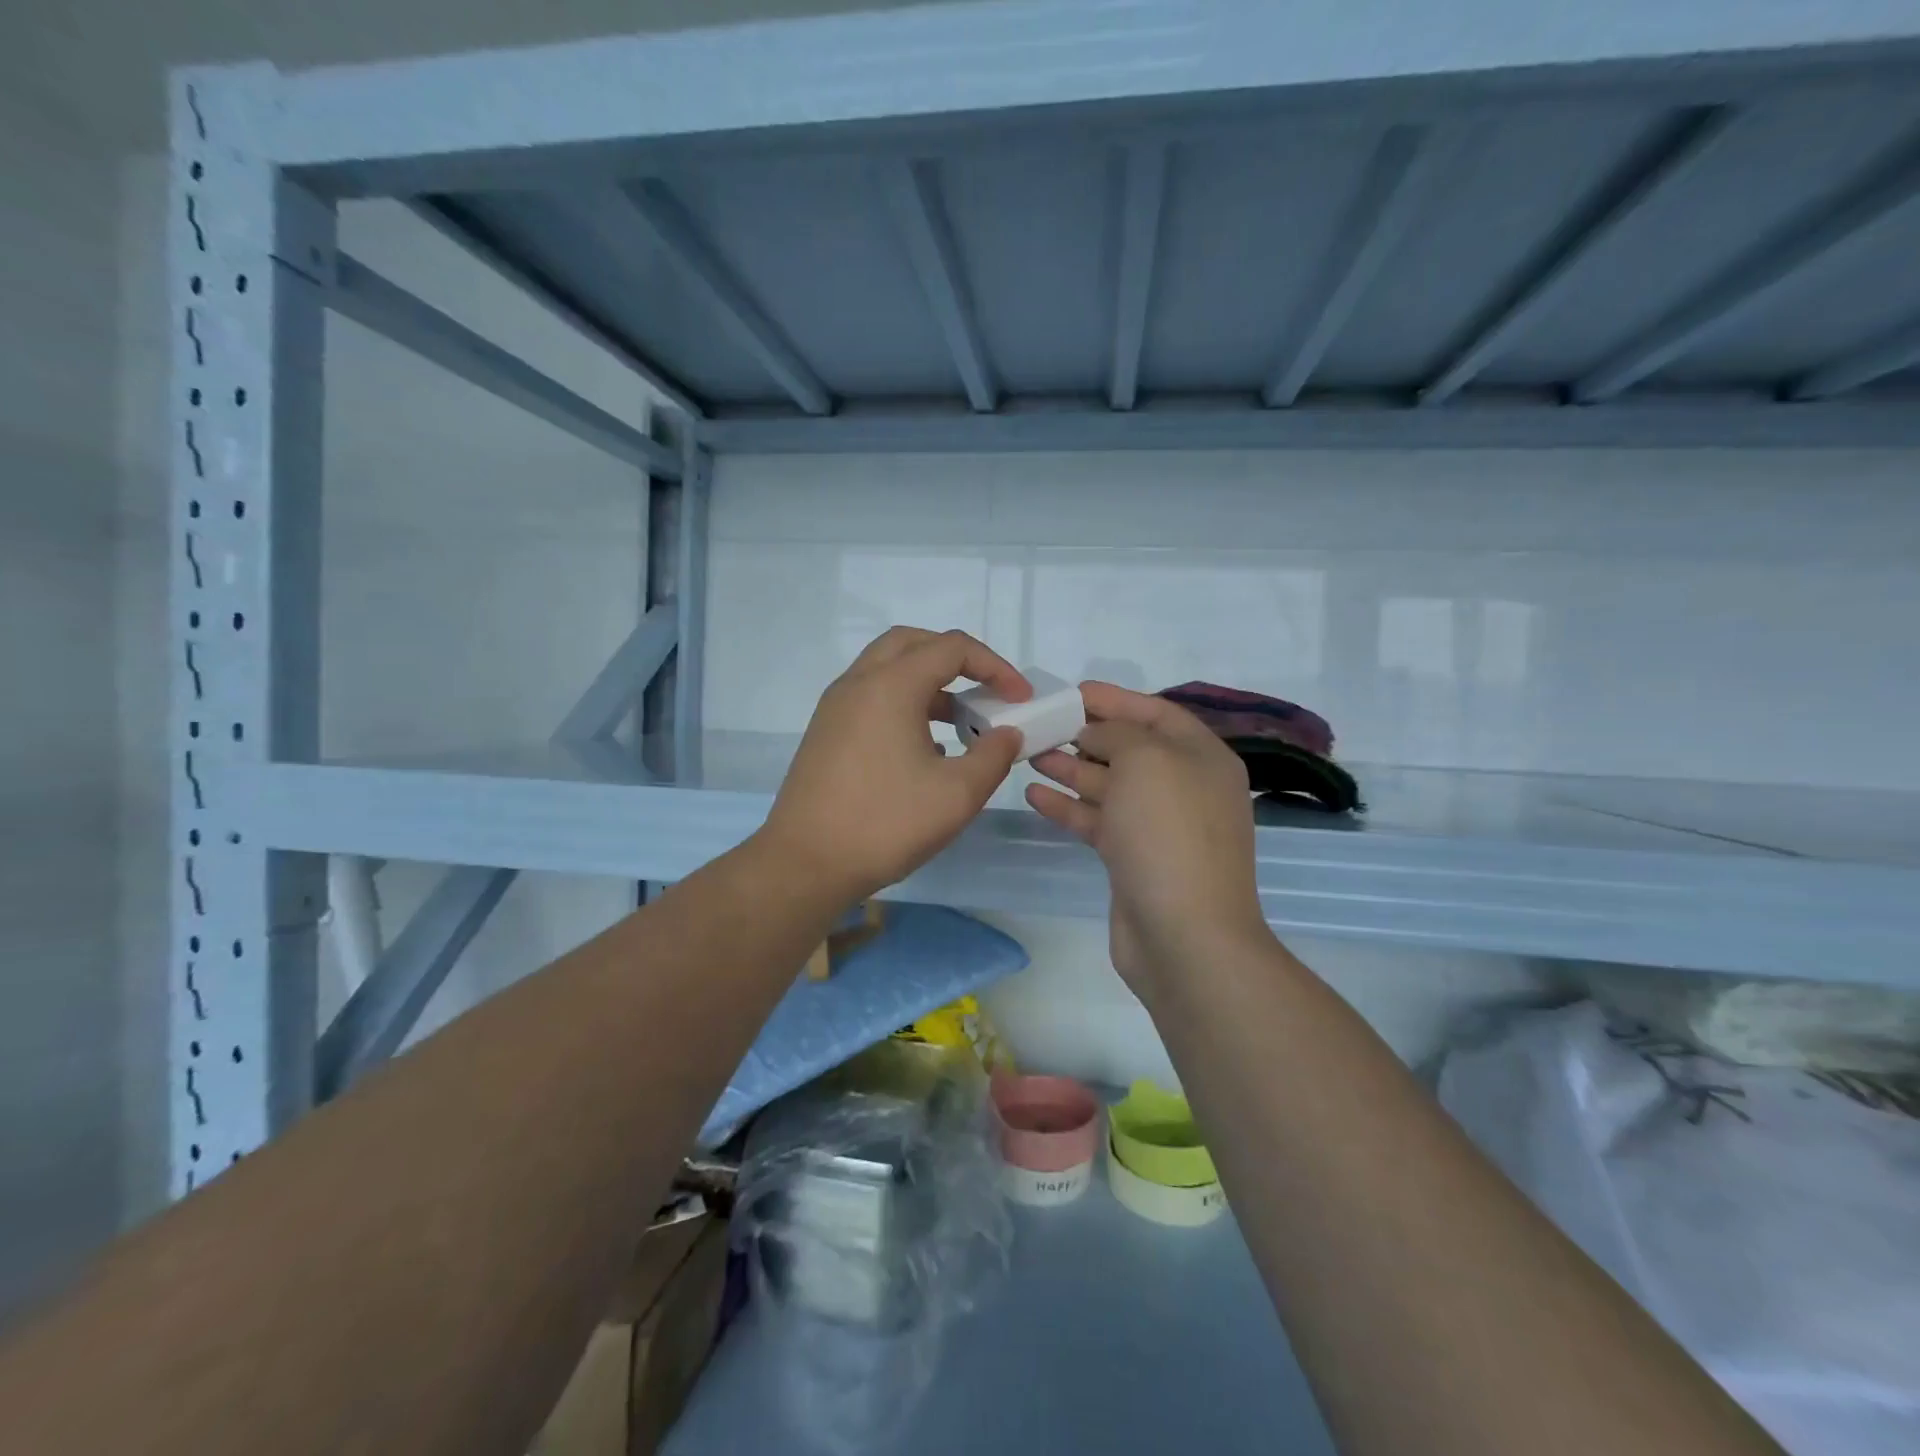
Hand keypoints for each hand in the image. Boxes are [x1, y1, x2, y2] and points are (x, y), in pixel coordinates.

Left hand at [759, 628, 1028, 904]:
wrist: (805, 864)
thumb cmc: (885, 824)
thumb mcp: (957, 794)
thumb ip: (993, 756)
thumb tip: (1008, 734)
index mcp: (891, 686)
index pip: (952, 648)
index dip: (995, 666)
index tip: (1020, 698)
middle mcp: (858, 683)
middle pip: (913, 643)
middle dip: (956, 658)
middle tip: (984, 688)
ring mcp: (836, 707)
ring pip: (888, 669)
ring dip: (928, 681)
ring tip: (961, 720)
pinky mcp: (826, 732)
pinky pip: (871, 696)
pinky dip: (904, 702)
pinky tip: (925, 746)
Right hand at [1027, 682, 1269, 994]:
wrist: (1184, 934)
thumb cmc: (1168, 832)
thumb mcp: (1145, 760)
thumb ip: (1116, 733)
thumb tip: (1095, 735)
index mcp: (1202, 757)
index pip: (1157, 713)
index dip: (1115, 699)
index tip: (1072, 693)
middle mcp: (1184, 787)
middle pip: (1130, 749)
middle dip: (1086, 735)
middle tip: (1041, 725)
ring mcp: (1159, 826)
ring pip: (1109, 786)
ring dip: (1070, 768)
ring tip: (1029, 754)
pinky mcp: (1133, 858)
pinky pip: (1098, 820)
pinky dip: (1068, 807)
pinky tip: (1034, 795)